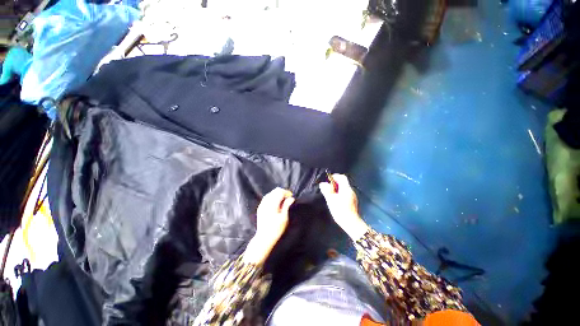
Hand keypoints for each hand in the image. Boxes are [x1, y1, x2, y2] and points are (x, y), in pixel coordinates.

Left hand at [244, 188, 294, 263]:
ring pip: (270, 193)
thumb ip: (287, 206)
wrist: (264, 238)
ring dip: (277, 195)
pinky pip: (267, 198)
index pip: (280, 192)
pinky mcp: (260, 208)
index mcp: (272, 204)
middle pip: (275, 191)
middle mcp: (266, 202)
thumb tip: (291, 198)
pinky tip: (276, 204)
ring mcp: (262, 204)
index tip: (291, 197)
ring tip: (283, 201)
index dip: (287, 192)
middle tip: (288, 199)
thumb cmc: (276, 229)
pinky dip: (272, 197)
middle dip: (282, 192)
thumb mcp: (284, 218)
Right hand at [320, 174, 368, 239]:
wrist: (350, 222)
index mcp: (346, 188)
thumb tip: (323, 184)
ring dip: (337, 189)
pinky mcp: (352, 202)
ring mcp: (352, 197)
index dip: (335, 176)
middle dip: (335, 184)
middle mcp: (351, 191)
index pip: (342, 177)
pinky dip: (340, 194)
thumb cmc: (340, 210)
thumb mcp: (331, 199)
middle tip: (328, 189)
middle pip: (343, 183)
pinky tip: (336, 201)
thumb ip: (327, 190)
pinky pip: (345, 194)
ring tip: (330, 195)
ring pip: (344, 189)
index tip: (328, 180)